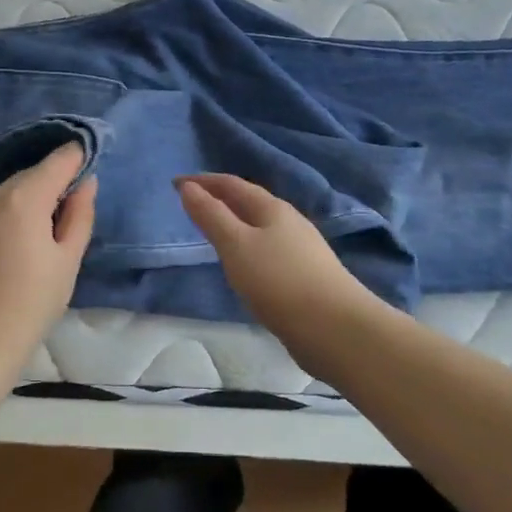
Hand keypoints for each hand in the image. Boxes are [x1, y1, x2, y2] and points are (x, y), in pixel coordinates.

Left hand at [0, 143, 95, 357]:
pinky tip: (17, 245)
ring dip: (30, 200)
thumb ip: (80, 213)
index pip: (58, 160)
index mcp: (24, 198)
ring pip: (11, 192)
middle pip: (32, 175)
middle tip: (72, 211)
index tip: (91, 164)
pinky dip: (10, 214)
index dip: (78, 157)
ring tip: (44, 233)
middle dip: (54, 183)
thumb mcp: (68, 258)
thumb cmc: (34, 301)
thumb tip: (86, 181)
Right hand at [177, 174, 379, 376]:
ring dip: (235, 223)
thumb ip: (211, 216)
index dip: (203, 181)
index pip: (232, 184)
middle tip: (192, 204)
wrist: (336, 329)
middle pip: (250, 202)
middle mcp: (290, 222)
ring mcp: (301, 249)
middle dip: (220, 199)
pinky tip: (244, 265)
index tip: (175, 183)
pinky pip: (268, 250)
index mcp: (272, 208)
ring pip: (261, 227)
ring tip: (213, 233)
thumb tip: (188, 187)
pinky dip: (248, 247)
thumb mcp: (236, 245)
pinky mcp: (306, 276)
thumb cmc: (279, 281)